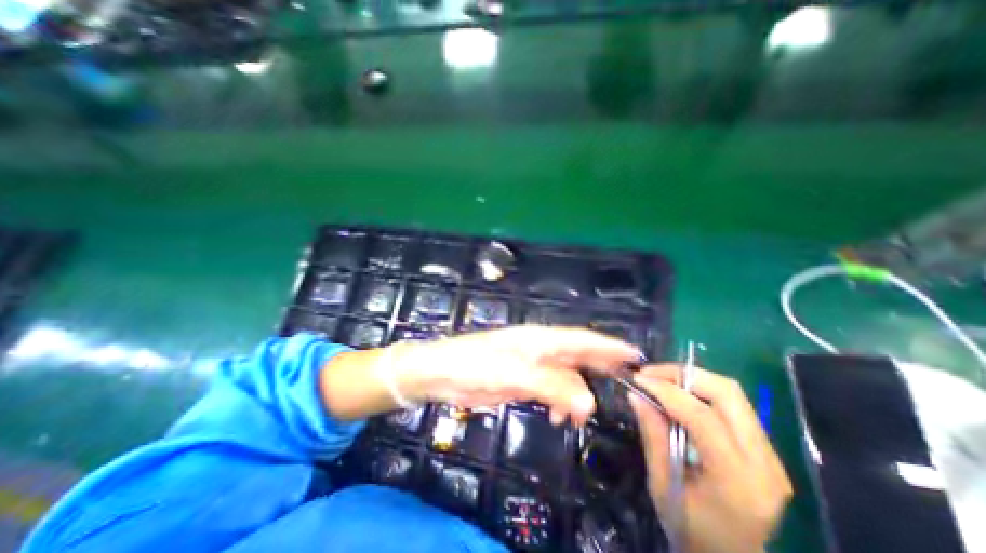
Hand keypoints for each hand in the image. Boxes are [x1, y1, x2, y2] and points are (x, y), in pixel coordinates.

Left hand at [394, 325, 639, 425]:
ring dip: (576, 395)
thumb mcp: (514, 374)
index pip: (581, 339)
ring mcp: (530, 365)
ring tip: (578, 418)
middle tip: (625, 385)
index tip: (635, 355)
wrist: (440, 373)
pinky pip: (550, 390)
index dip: (609, 346)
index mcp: (539, 339)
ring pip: (565, 377)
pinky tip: (557, 418)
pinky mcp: (521, 381)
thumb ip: (551, 387)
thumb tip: (589, 403)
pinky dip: (559, 404)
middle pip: (577, 356)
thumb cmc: (474, 365)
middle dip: (600, 369)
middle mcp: (539, 349)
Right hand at [631, 366, 790, 551]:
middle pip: (727, 394)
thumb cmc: (690, 530)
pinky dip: (701, 391)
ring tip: (661, 380)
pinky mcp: (766, 450)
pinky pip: (733, 405)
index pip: (703, 417)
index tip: (638, 379)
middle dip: (683, 375)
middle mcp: (764, 464)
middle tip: (650, 374)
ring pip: (732, 393)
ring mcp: (771, 456)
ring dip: (692, 379)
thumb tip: (636, 394)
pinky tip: (678, 395)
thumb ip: (652, 435)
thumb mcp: (661, 484)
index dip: (667, 391)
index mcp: (737, 481)